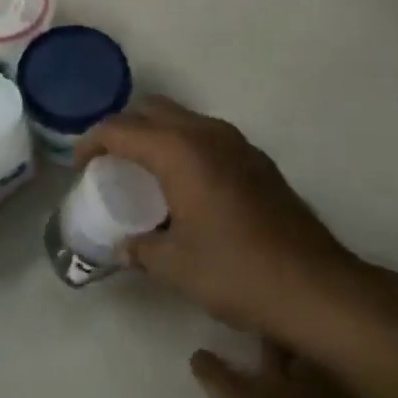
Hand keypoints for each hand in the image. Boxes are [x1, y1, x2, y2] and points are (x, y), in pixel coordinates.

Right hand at [74, 96, 365, 339]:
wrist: (318, 288)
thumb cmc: (237, 272)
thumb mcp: (176, 266)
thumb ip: (141, 249)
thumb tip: (123, 246)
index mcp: (179, 151)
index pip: (120, 129)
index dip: (92, 142)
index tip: (80, 167)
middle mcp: (207, 134)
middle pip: (152, 110)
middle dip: (125, 130)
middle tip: (111, 164)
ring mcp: (238, 143)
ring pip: (183, 120)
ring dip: (157, 137)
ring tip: (146, 175)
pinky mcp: (258, 160)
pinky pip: (208, 137)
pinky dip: (185, 148)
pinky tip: (187, 189)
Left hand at [195, 341, 397, 397]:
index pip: (350, 368)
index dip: (344, 364)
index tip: (342, 362)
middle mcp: (314, 382)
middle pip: (307, 341)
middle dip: (303, 335)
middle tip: (296, 331)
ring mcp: (272, 385)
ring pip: (264, 345)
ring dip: (258, 341)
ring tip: (243, 326)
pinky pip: (214, 372)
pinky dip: (206, 367)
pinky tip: (199, 361)